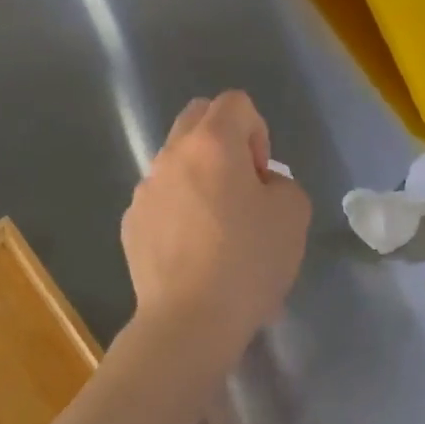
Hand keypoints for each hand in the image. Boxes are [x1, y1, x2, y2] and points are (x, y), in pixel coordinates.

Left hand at [121, 91, 311, 364]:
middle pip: (197, 119)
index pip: (235, 102)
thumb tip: (260, 186)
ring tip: (218, 228)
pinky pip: (161, 199)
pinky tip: (194, 252)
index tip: (262, 176)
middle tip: (242, 187)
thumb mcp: (293, 214)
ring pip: (177, 162)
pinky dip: (179, 210)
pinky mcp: (131, 224)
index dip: (258, 130)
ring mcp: (145, 190)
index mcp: (212, 143)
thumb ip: (281, 183)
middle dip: (225, 140)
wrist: (190, 321)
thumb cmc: (248, 261)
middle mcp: (171, 156)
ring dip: (200, 177)